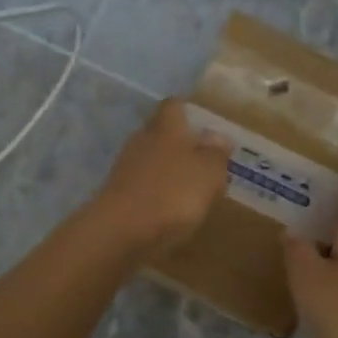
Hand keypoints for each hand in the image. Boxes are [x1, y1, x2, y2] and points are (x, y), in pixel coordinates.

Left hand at [89, 99, 232, 255]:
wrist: (121, 231)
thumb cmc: (172, 193)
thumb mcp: (208, 172)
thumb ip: (216, 153)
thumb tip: (218, 137)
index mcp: (166, 127)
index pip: (175, 105)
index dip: (189, 110)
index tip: (206, 123)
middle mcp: (143, 139)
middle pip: (162, 132)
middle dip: (181, 142)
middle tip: (205, 157)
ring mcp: (126, 167)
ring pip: (152, 159)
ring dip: (169, 169)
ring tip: (193, 186)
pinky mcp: (119, 193)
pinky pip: (144, 184)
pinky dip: (158, 191)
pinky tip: (172, 208)